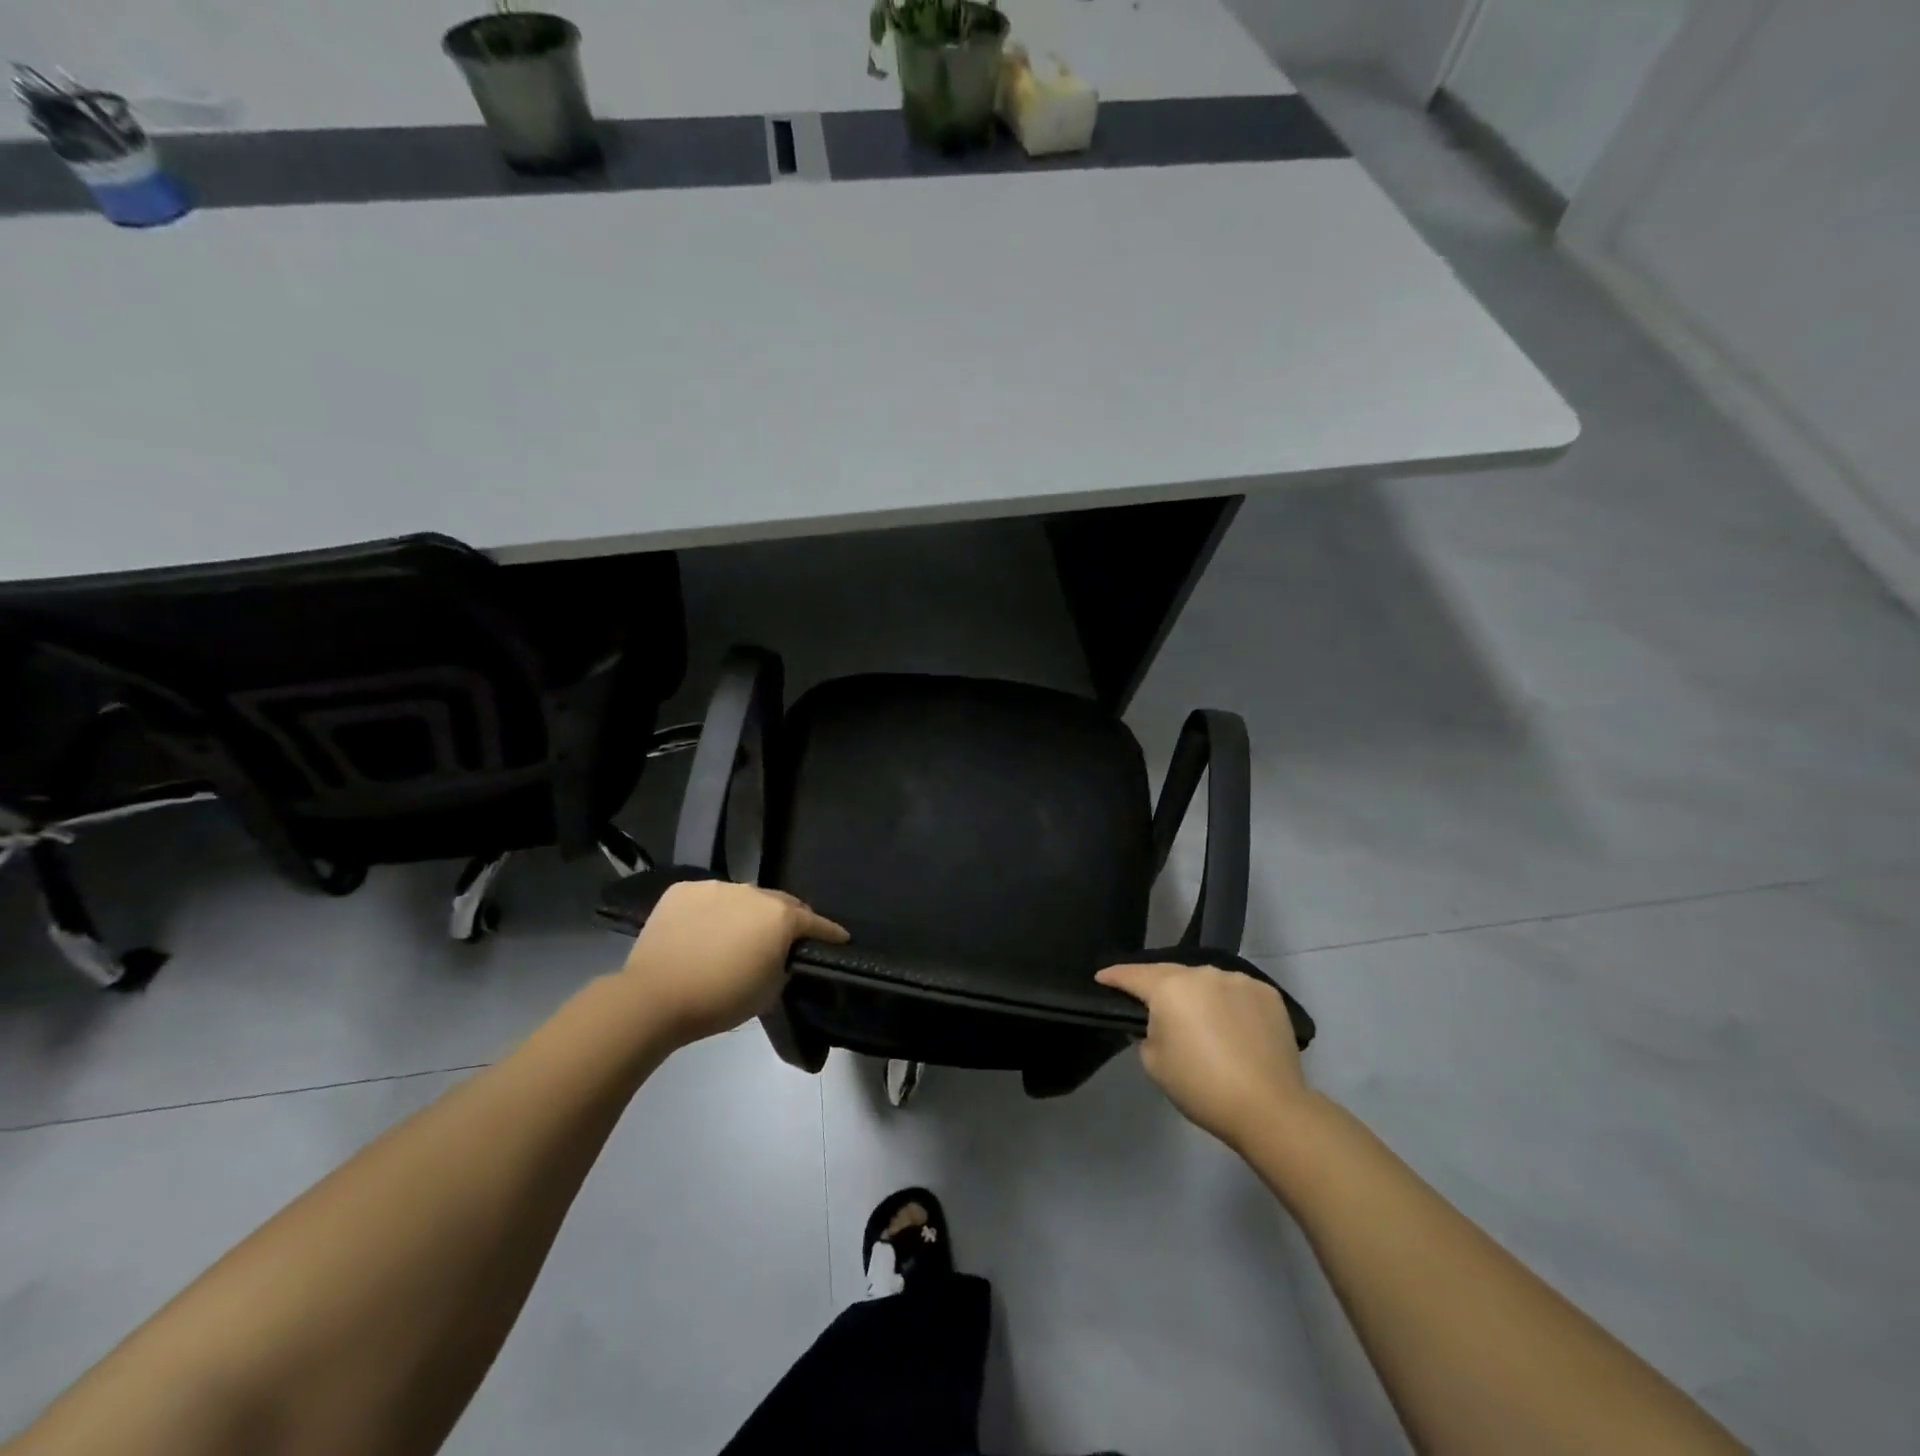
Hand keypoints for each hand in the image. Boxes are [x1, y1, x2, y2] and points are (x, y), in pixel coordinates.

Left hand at [621, 880, 847, 1046]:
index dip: (830, 932)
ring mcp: (715, 886)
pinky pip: (708, 898)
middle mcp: (752, 892)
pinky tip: (702, 932)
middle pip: (779, 903)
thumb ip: (784, 963)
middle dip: (787, 919)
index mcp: (779, 916)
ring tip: (735, 937)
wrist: (654, 998)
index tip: (840, 939)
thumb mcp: (770, 990)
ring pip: (742, 898)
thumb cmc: (721, 999)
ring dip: (746, 914)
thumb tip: (780, 953)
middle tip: (782, 941)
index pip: (815, 922)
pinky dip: (712, 912)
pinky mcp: (682, 890)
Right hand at [1095, 961, 1311, 1150]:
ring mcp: (1238, 980)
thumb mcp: (1154, 1063)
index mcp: (1169, 987)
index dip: (1114, 976)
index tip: (1101, 978)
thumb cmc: (1201, 1086)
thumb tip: (1155, 1022)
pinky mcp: (1267, 994)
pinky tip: (1231, 1025)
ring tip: (1197, 1018)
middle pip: (1170, 974)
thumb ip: (1145, 1033)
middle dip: (1157, 986)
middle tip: (1149, 1004)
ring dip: (1196, 994)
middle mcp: (1202, 973)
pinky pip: (1236, 991)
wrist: (1269, 1108)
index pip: (1132, 975)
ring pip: (1206, 981)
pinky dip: (1227, 1002)